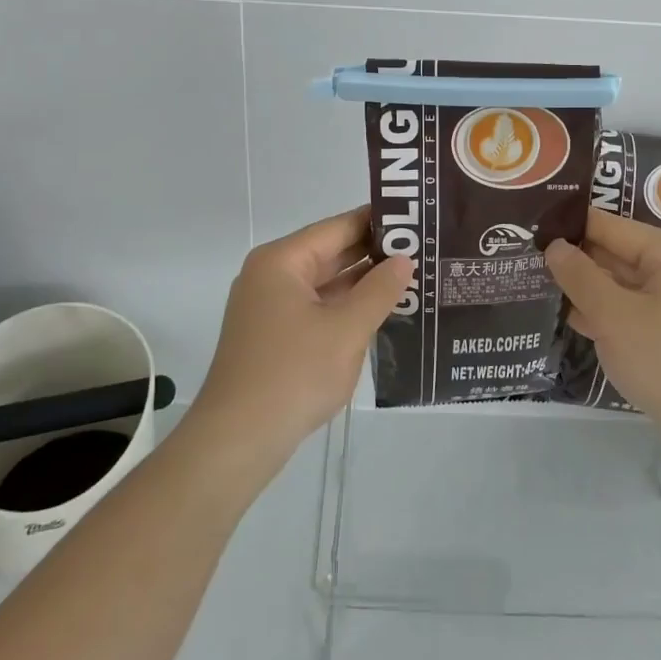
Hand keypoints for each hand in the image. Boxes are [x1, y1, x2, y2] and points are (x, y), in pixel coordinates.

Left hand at [188, 207, 411, 474]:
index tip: (417, 218)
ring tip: (412, 279)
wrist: (237, 441)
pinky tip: (381, 314)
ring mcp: (269, 307)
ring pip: (325, 284)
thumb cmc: (293, 374)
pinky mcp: (273, 336)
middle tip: (423, 250)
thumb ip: (379, 290)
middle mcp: (271, 276)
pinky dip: (346, 309)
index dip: (378, 222)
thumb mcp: (346, 330)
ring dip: (363, 284)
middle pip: (330, 253)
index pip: (338, 227)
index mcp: (282, 261)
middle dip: (374, 254)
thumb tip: (403, 260)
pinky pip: (316, 309)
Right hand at [546, 208, 660, 468]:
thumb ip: (579, 276)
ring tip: (533, 285)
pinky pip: (629, 313)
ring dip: (583, 290)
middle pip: (614, 254)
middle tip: (522, 260)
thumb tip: (553, 245)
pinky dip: (602, 315)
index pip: (608, 226)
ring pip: (619, 286)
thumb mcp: (614, 315)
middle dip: (572, 260)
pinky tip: (565, 319)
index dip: (567, 227)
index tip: (527, 230)